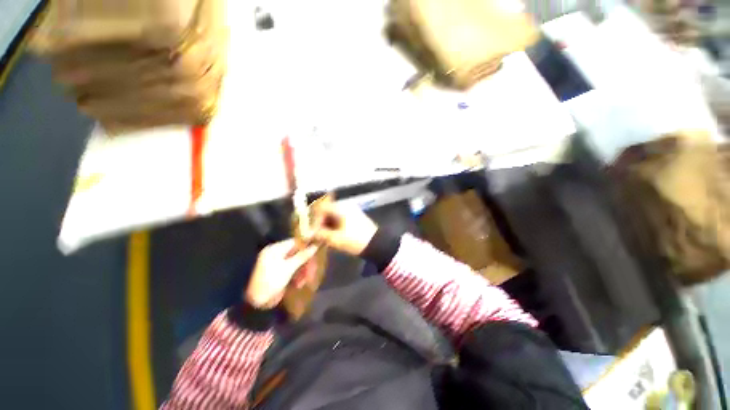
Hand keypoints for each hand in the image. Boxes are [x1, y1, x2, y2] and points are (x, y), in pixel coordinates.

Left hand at [245, 239, 318, 308]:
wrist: (255, 302)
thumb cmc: (271, 281)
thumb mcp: (289, 268)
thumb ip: (302, 256)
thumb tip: (315, 246)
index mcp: (276, 249)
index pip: (295, 242)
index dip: (307, 246)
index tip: (317, 251)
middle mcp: (277, 254)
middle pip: (297, 253)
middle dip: (306, 262)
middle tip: (313, 270)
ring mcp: (278, 264)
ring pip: (296, 263)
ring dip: (303, 271)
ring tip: (307, 280)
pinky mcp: (280, 274)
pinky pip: (293, 270)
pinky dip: (297, 276)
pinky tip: (299, 284)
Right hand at [308, 202, 377, 255]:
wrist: (377, 244)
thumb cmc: (356, 240)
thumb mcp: (336, 239)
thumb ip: (320, 235)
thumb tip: (308, 234)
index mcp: (341, 208)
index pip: (321, 208)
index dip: (313, 218)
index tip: (310, 230)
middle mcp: (345, 206)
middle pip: (326, 211)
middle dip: (318, 222)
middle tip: (315, 235)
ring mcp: (350, 211)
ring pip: (332, 215)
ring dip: (325, 225)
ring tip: (322, 237)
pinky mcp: (354, 217)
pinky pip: (339, 218)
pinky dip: (333, 226)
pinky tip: (330, 235)